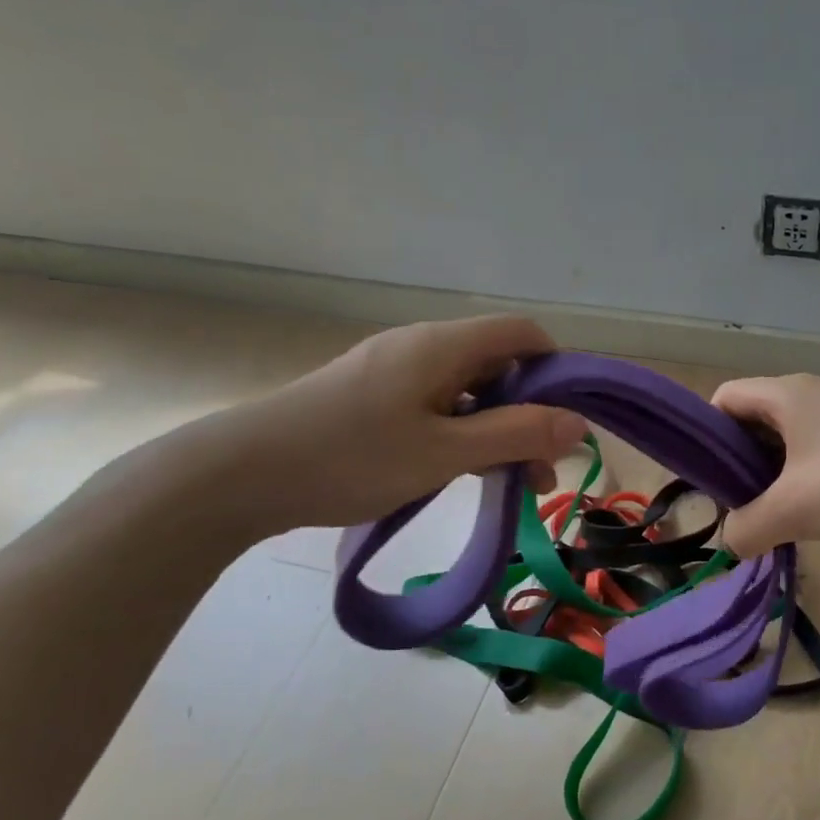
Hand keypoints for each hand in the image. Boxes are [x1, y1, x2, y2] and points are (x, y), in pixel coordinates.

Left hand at [192, 317, 587, 538]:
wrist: (241, 475)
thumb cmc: (351, 458)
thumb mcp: (444, 452)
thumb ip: (515, 435)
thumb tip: (578, 423)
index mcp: (442, 345)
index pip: (522, 334)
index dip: (556, 369)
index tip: (567, 422)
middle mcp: (422, 347)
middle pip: (497, 365)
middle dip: (529, 414)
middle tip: (541, 473)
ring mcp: (394, 372)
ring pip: (467, 392)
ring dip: (496, 432)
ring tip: (508, 485)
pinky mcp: (373, 397)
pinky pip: (436, 407)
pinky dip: (461, 435)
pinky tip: (459, 474)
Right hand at [712, 374, 819, 556]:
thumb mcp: (795, 510)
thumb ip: (747, 527)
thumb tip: (732, 541)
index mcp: (786, 394)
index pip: (723, 399)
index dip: (705, 436)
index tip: (706, 481)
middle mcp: (810, 394)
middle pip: (751, 421)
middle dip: (736, 463)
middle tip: (736, 507)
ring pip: (784, 441)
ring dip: (770, 476)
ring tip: (770, 517)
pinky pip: (814, 453)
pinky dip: (800, 479)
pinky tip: (809, 514)